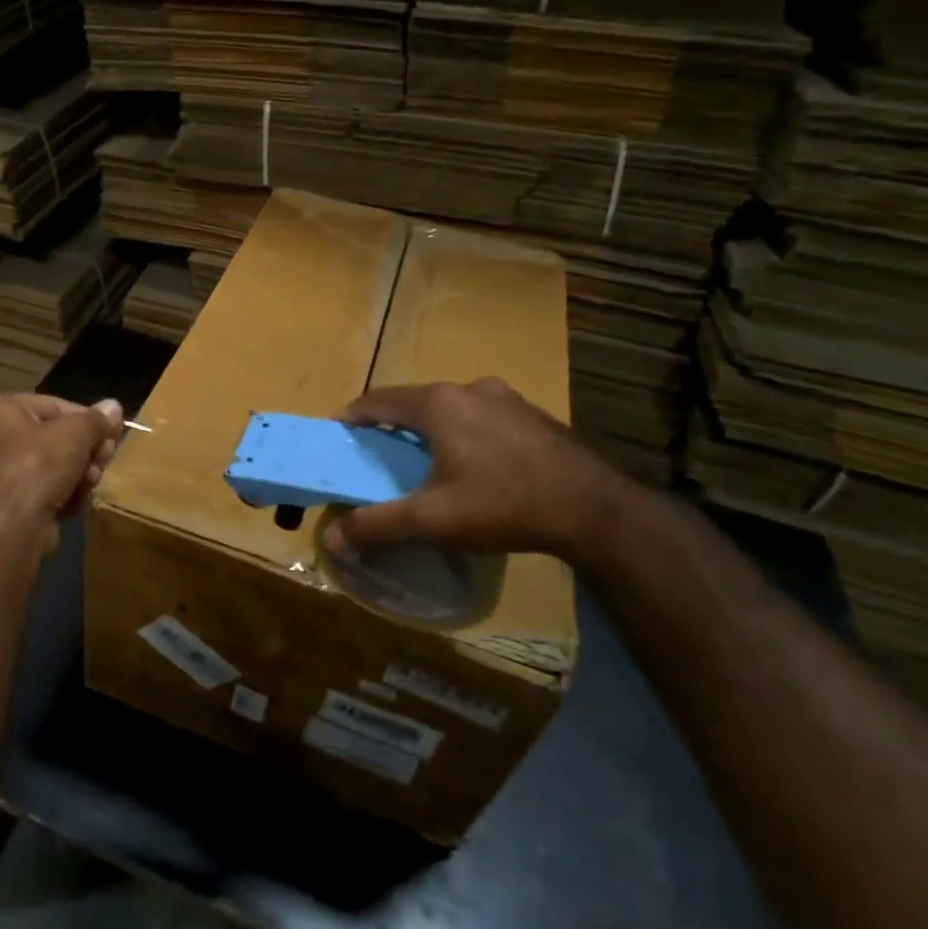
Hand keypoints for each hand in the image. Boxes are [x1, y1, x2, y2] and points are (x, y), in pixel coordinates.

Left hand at [0, 393, 122, 544]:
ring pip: (57, 468)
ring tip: (90, 482)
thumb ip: (96, 420)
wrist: (9, 528)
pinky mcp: (13, 506)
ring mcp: (4, 474)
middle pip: (58, 438)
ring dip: (81, 475)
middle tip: (105, 458)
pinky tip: (75, 503)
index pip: (57, 406)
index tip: (113, 433)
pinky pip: (48, 492)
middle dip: (86, 451)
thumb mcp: (75, 434)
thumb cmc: (37, 465)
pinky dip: (66, 497)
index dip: (89, 419)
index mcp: (3, 410)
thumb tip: (114, 406)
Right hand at [323, 379, 632, 564]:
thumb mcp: (432, 521)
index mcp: (439, 404)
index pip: (378, 399)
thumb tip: (330, 538)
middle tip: (379, 455)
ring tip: (425, 461)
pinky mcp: (535, 416)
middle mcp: (470, 389)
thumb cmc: (504, 504)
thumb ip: (377, 526)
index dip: (353, 416)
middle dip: (392, 425)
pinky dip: (465, 434)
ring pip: (452, 409)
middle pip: (415, 402)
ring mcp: (508, 399)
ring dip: (431, 428)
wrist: (597, 511)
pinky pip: (483, 418)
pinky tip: (475, 466)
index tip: (339, 435)